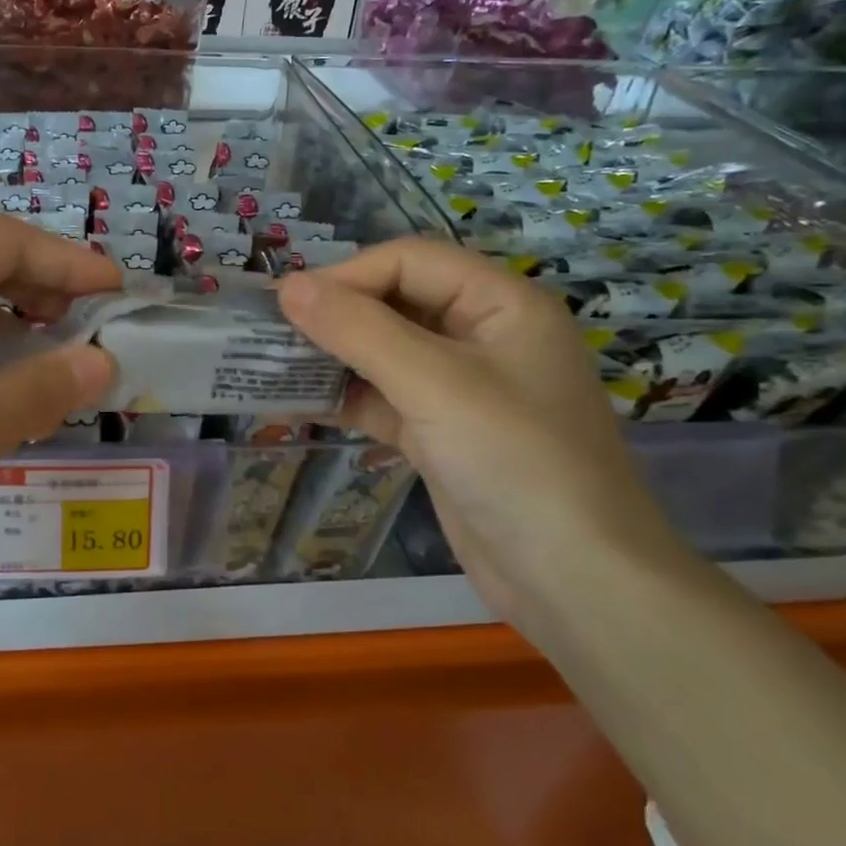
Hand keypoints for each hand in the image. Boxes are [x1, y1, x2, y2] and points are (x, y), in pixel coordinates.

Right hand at [278, 238, 677, 626]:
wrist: (577, 585)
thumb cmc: (515, 462)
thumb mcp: (434, 384)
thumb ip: (358, 329)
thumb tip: (288, 286)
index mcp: (500, 303)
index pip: (409, 261)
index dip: (347, 274)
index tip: (286, 302)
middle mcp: (481, 335)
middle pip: (394, 302)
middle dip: (334, 314)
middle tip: (269, 331)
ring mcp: (461, 387)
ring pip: (383, 351)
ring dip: (332, 356)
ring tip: (272, 364)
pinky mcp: (441, 431)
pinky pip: (383, 397)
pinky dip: (343, 397)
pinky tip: (295, 402)